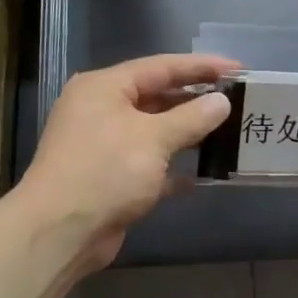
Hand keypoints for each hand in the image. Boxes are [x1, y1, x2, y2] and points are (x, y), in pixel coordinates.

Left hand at [18, 53, 236, 270]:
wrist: (61, 231)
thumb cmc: (106, 171)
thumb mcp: (154, 138)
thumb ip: (192, 117)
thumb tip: (221, 102)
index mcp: (104, 88)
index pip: (160, 67)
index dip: (200, 67)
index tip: (237, 68)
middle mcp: (100, 111)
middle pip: (156, 97)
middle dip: (194, 100)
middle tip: (235, 100)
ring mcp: (103, 146)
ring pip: (153, 132)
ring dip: (185, 134)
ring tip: (225, 132)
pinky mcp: (109, 179)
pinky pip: (148, 166)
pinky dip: (171, 169)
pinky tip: (199, 175)